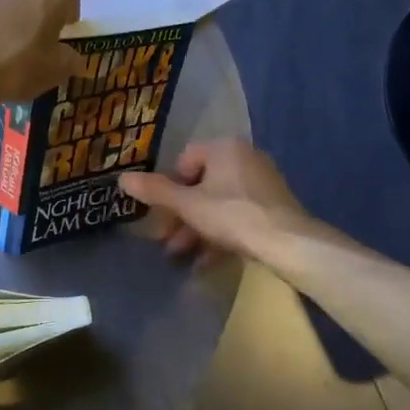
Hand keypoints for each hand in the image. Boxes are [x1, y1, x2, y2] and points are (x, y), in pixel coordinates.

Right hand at [119, 139, 312, 259]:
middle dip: (181, 215)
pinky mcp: (273, 205)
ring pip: (218, 203)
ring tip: (182, 255)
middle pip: (201, 185)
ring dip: (197, 228)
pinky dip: (220, 234)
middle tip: (168, 240)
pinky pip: (237, 215)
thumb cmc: (232, 215)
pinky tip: (206, 261)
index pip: (184, 160)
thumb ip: (155, 191)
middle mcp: (245, 157)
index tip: (163, 214)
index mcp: (224, 148)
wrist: (288, 242)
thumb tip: (121, 178)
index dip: (169, 188)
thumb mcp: (187, 205)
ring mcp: (262, 182)